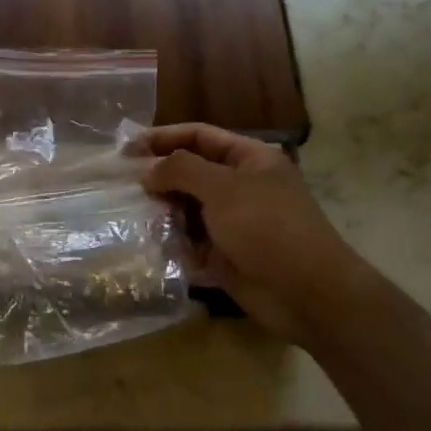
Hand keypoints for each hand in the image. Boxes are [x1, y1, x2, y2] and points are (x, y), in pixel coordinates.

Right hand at [137, 124, 365, 341]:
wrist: (307, 293)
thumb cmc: (267, 228)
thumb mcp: (223, 188)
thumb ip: (181, 170)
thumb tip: (148, 170)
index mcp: (249, 159)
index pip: (199, 136)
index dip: (162, 138)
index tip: (126, 149)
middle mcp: (240, 186)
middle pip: (191, 173)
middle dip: (158, 178)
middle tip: (122, 185)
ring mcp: (233, 223)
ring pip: (187, 210)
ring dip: (161, 212)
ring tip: (130, 215)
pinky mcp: (225, 256)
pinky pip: (190, 244)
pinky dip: (171, 243)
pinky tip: (148, 244)